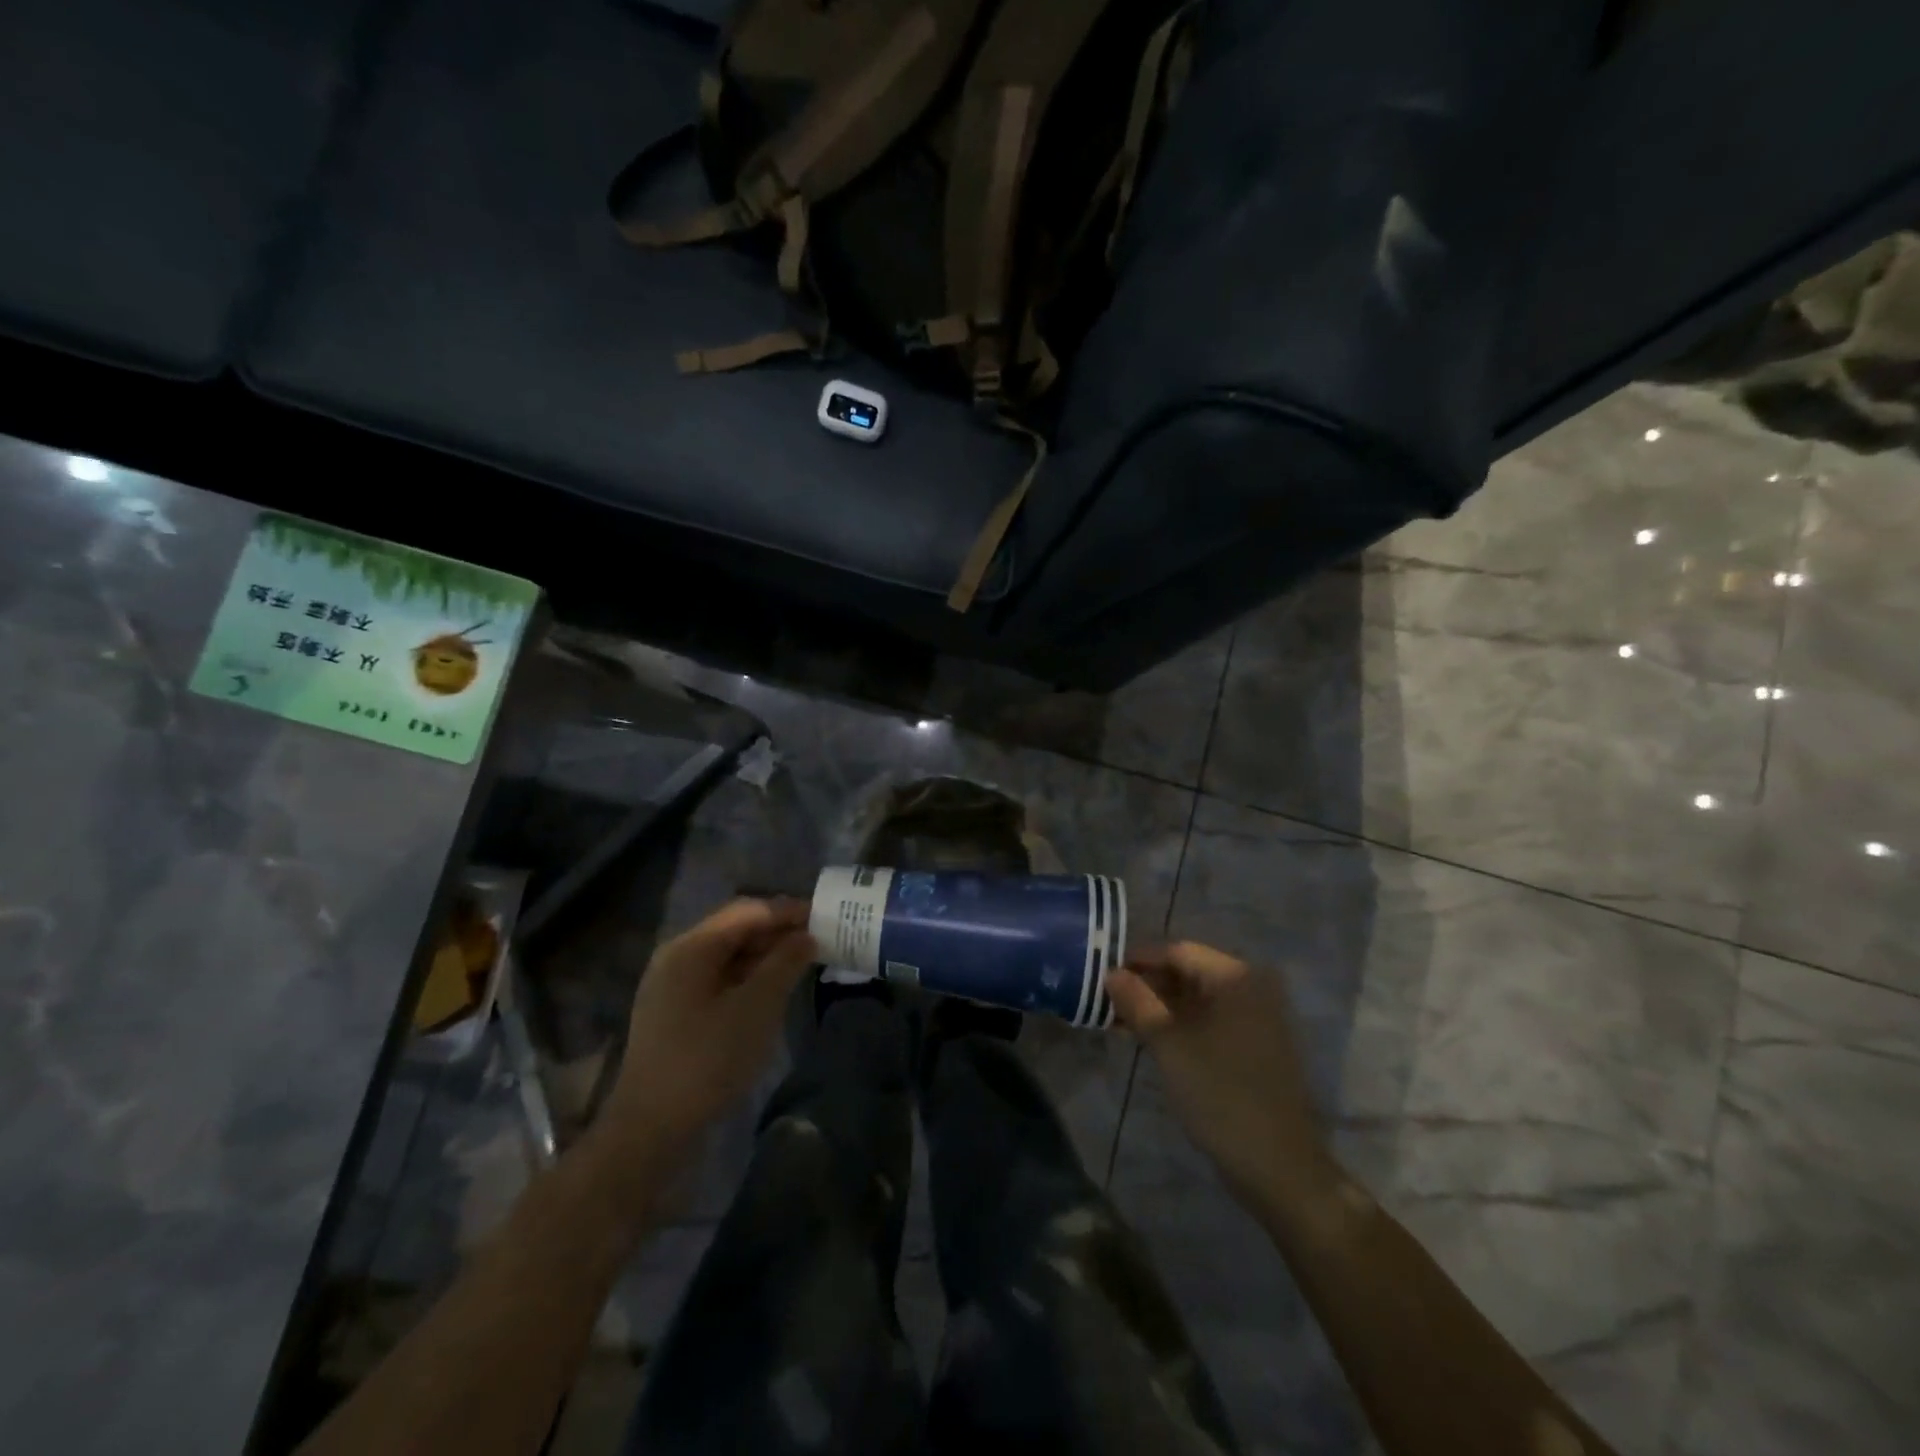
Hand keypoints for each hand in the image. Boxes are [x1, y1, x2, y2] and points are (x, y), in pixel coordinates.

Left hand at [603, 899, 816, 1156]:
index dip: (787, 911)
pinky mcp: (676, 1015)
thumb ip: (785, 963)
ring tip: (803, 963)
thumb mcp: (757, 1007)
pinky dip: (749, 978)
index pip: (747, 911)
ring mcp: (673, 988)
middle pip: (735, 930)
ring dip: (765, 956)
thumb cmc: (708, 1059)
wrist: (652, 1129)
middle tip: (819, 939)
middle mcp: (678, 958)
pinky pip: (719, 981)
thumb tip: (806, 936)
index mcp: (691, 947)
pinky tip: (773, 990)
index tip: (824, 916)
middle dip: (777, 932)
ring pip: (728, 957)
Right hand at [1108, 943, 1334, 1210]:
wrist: (1278, 1167)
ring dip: (1159, 1007)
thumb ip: (1137, 1002)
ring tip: (1120, 1022)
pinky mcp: (1255, 1045)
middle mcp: (1250, 987)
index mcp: (1235, 977)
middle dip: (1146, 985)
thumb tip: (1111, 973)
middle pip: (1187, 972)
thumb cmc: (1220, 1094)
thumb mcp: (1168, 1044)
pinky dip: (1179, 1025)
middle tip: (1107, 1001)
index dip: (1137, 960)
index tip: (1102, 975)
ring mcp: (1256, 1017)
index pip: (1177, 951)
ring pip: (1196, 999)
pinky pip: (1209, 1020)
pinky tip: (1149, 1039)